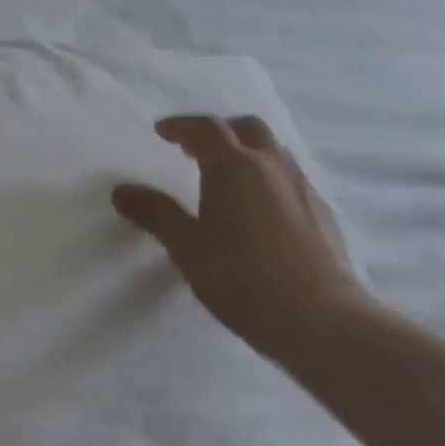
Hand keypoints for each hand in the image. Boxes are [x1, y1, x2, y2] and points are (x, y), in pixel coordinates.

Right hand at [112, 116, 371, 364]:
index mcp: (235, 167)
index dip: (181, 126)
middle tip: (195, 148)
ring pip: (274, 151)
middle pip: (247, 128)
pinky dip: (268, 178)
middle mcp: (272, 166)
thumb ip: (155, 214)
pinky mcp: (323, 213)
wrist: (320, 319)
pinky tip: (260, 211)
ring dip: (248, 151)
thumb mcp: (187, 248)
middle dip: (219, 130)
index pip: (206, 129)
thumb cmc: (242, 279)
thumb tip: (121, 191)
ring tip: (227, 176)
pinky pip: (290, 178)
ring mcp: (303, 188)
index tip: (162, 131)